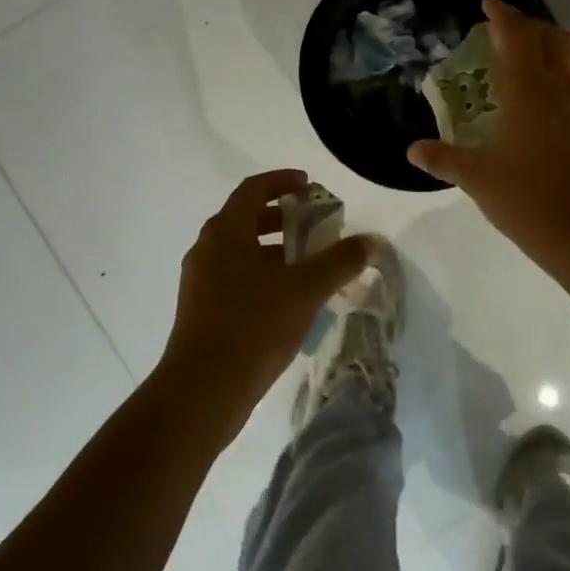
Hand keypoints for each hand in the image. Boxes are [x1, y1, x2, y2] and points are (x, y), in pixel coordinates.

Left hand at [159, 170, 370, 430]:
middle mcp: (207, 249)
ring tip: (310, 267)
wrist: (203, 389)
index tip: (309, 185)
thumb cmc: (253, 325)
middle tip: (315, 226)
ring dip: (275, 251)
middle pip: (246, 219)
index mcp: (226, 231)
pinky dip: (263, 277)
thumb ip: (340, 261)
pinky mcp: (201, 312)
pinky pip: (236, 280)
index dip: (282, 181)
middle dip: (283, 218)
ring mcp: (200, 282)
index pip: (253, 189)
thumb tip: (370, 241)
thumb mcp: (306, 289)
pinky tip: (290, 302)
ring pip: (241, 253)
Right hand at [408, 0, 569, 274]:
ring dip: (551, 43)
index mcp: (529, 91)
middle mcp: (560, 88)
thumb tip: (412, 150)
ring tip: (528, 54)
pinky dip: (564, 70)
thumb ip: (443, 159)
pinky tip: (548, 95)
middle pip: (551, 37)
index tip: (487, 5)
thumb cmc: (527, 200)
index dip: (502, 15)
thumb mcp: (477, 179)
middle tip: (505, 30)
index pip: (517, 37)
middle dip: (529, 24)